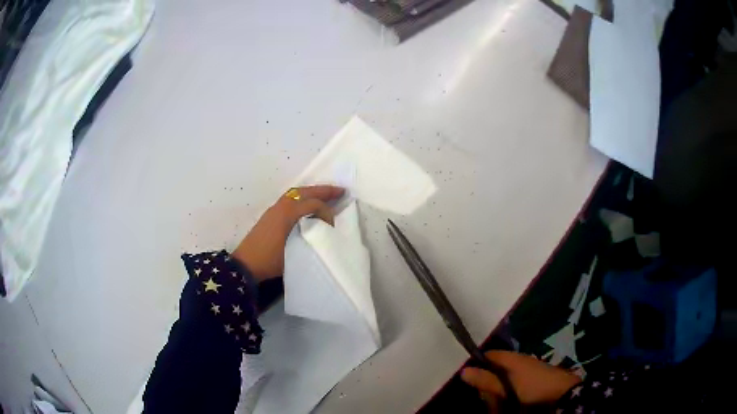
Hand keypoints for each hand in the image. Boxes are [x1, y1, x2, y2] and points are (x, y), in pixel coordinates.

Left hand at [231, 185, 344, 281]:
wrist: (246, 264)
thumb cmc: (271, 260)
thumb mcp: (294, 251)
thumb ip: (309, 237)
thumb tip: (322, 230)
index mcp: (288, 212)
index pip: (313, 204)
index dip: (327, 212)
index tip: (332, 226)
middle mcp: (281, 206)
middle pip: (305, 192)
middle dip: (323, 191)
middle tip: (340, 191)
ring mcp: (274, 209)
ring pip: (296, 193)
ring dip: (312, 192)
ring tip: (326, 196)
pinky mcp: (270, 215)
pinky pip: (290, 199)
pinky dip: (302, 198)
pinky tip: (308, 206)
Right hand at [461, 351, 581, 412]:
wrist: (563, 394)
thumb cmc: (533, 387)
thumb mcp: (507, 387)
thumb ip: (486, 380)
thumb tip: (464, 371)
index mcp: (512, 358)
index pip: (489, 355)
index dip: (478, 365)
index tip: (472, 381)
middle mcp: (518, 362)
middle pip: (494, 371)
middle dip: (489, 387)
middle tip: (491, 401)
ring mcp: (527, 371)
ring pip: (503, 382)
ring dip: (498, 395)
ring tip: (501, 407)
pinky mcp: (532, 381)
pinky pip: (513, 387)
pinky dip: (509, 396)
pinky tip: (511, 406)